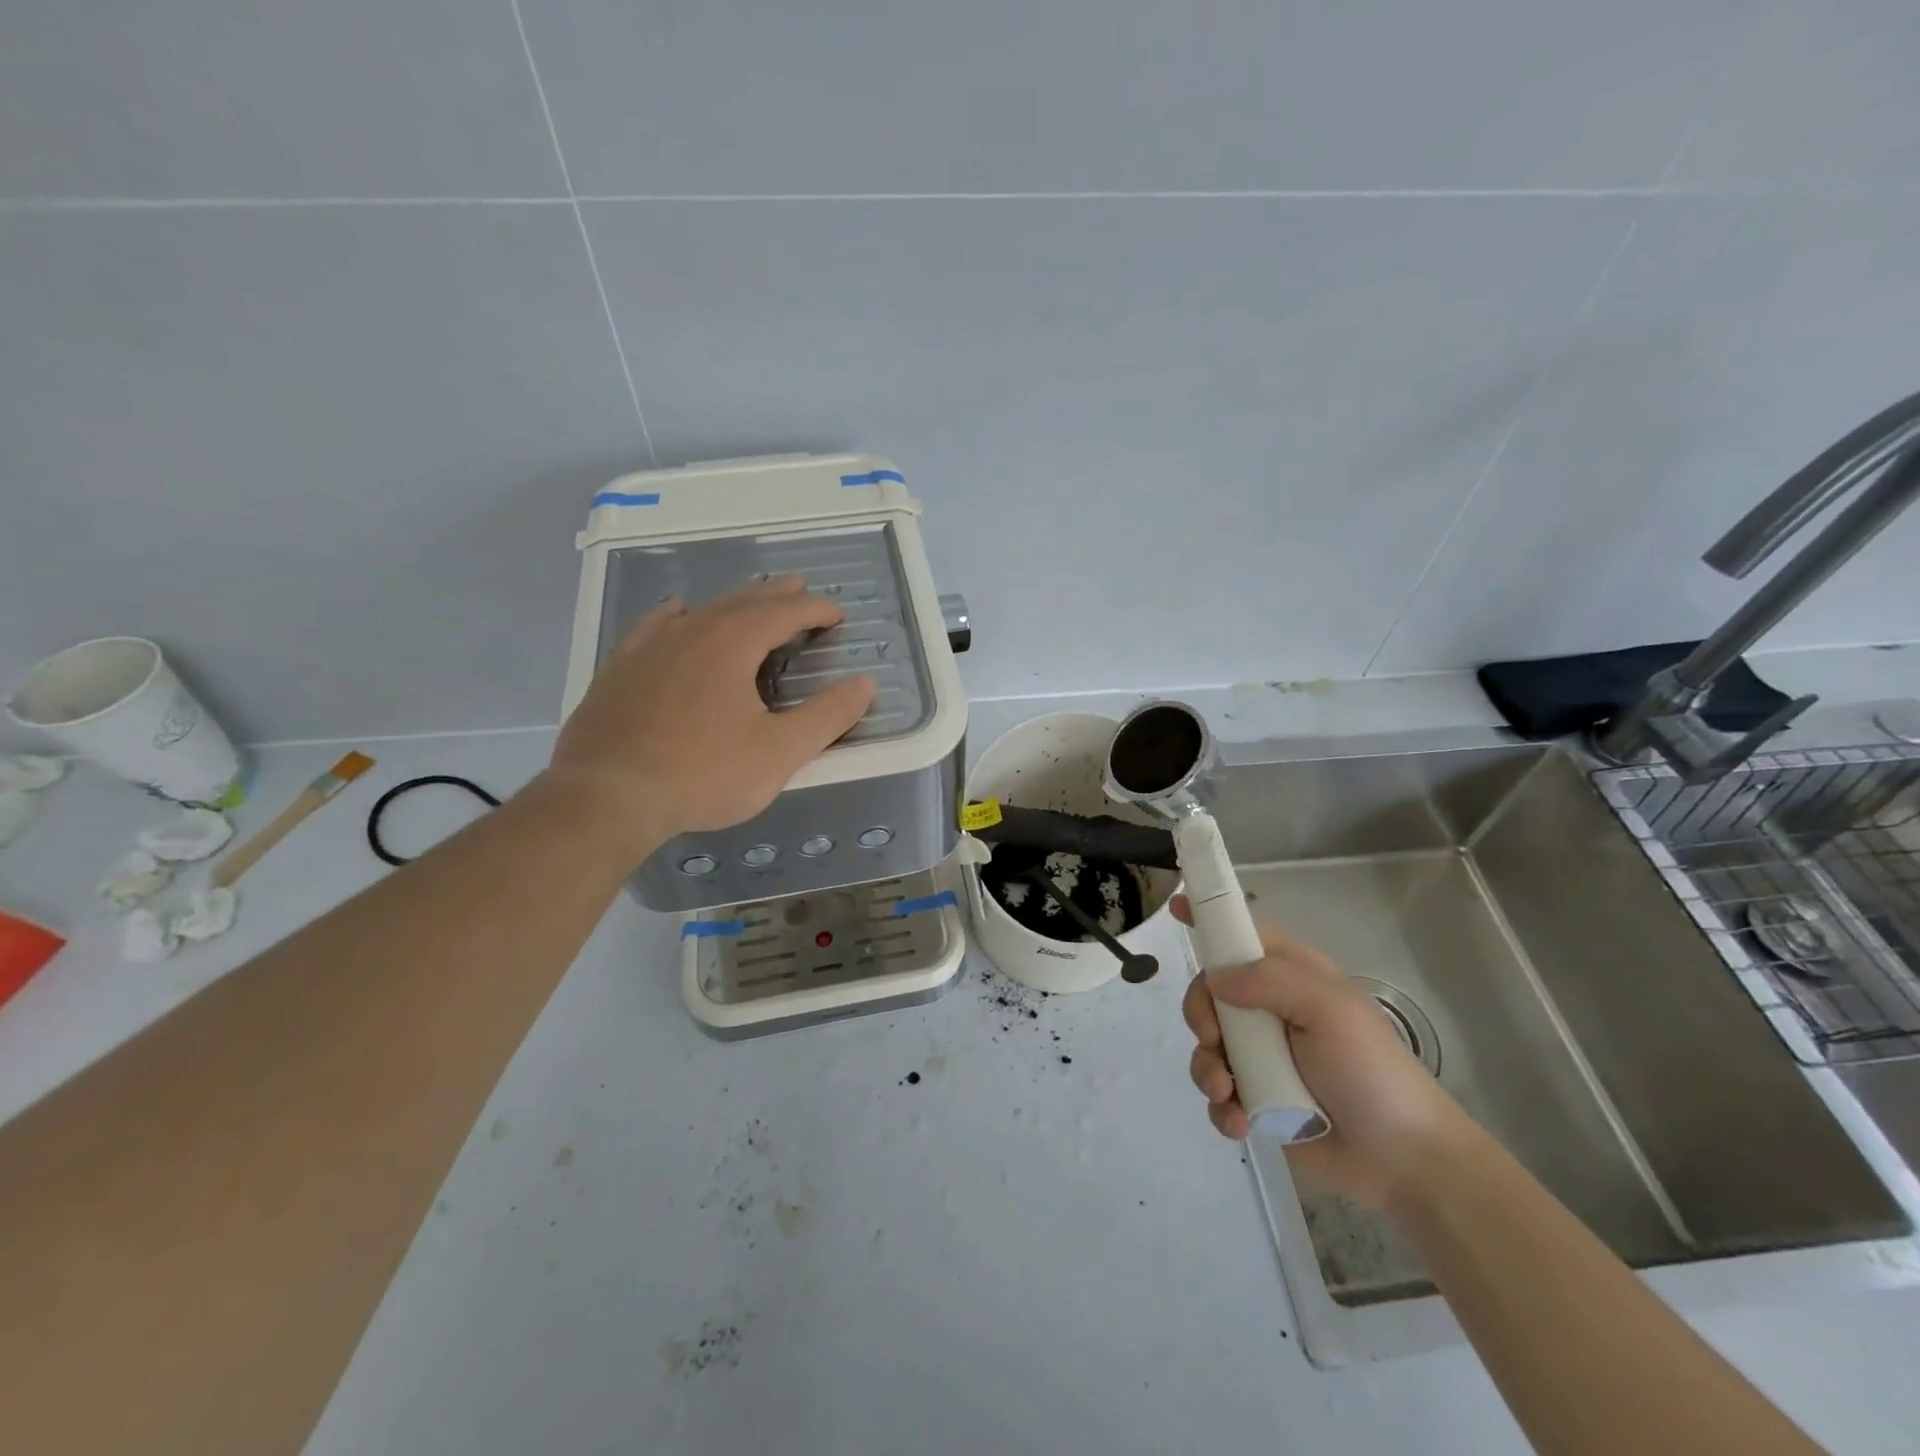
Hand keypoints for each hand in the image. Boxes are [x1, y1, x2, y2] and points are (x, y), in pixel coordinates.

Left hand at [547, 576, 875, 848]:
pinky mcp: (620, 668)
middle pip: (743, 600)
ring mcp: (649, 647)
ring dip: (733, 601)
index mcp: (733, 643)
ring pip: (701, 610)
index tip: (837, 614)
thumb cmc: (703, 775)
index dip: (815, 609)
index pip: (785, 612)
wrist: (606, 797)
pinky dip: (677, 615)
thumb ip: (828, 716)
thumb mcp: (780, 752)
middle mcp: (691, 631)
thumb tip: (865, 683)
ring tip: (751, 598)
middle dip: (777, 595)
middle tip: (799, 588)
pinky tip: (676, 612)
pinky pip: (654, 626)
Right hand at [1176, 897, 1473, 1207]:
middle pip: (1209, 992)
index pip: (1242, 935)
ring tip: (1227, 1093)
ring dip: (1207, 1068)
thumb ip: (1269, 981)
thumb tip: (1215, 980)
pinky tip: (1238, 1122)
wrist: (1404, 1161)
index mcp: (1291, 977)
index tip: (1174, 908)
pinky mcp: (1256, 1100)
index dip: (1209, 921)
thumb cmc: (1372, 1070)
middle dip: (1200, 1015)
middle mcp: (1269, 1010)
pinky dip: (1219, 1107)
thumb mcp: (1330, 1009)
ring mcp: (1261, 1057)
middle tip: (1214, 1038)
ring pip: (1206, 1045)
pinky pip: (1217, 1093)